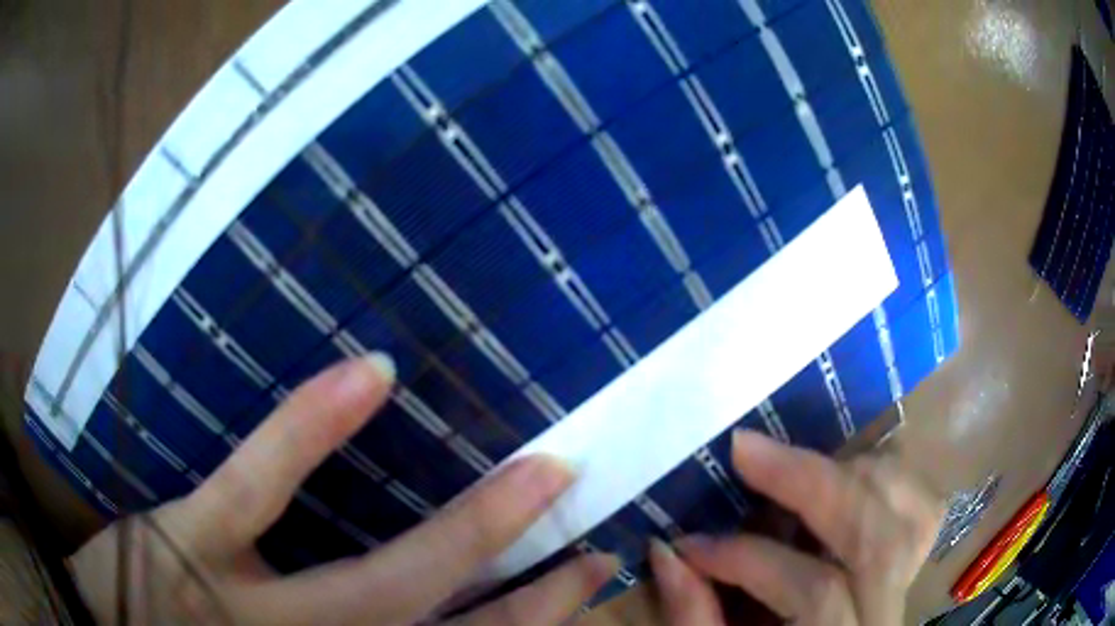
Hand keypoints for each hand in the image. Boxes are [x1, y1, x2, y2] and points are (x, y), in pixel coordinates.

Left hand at [70, 355, 618, 624]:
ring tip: (539, 469)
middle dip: (533, 589)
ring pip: (383, 581)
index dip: (534, 621)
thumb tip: (412, 619)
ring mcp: (257, 604)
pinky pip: (258, 484)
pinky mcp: (194, 536)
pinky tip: (374, 375)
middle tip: (591, 527)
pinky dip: (310, 432)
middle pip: (447, 624)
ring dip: (472, 532)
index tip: (587, 574)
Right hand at [649, 430, 942, 624]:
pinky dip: (892, 477)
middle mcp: (888, 614)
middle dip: (812, 483)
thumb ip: (694, 617)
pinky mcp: (912, 566)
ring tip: (795, 462)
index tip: (691, 543)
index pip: (816, 591)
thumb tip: (666, 550)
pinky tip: (851, 469)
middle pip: (877, 535)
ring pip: (911, 511)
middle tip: (747, 448)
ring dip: (856, 470)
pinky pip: (922, 510)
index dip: (752, 560)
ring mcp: (909, 585)